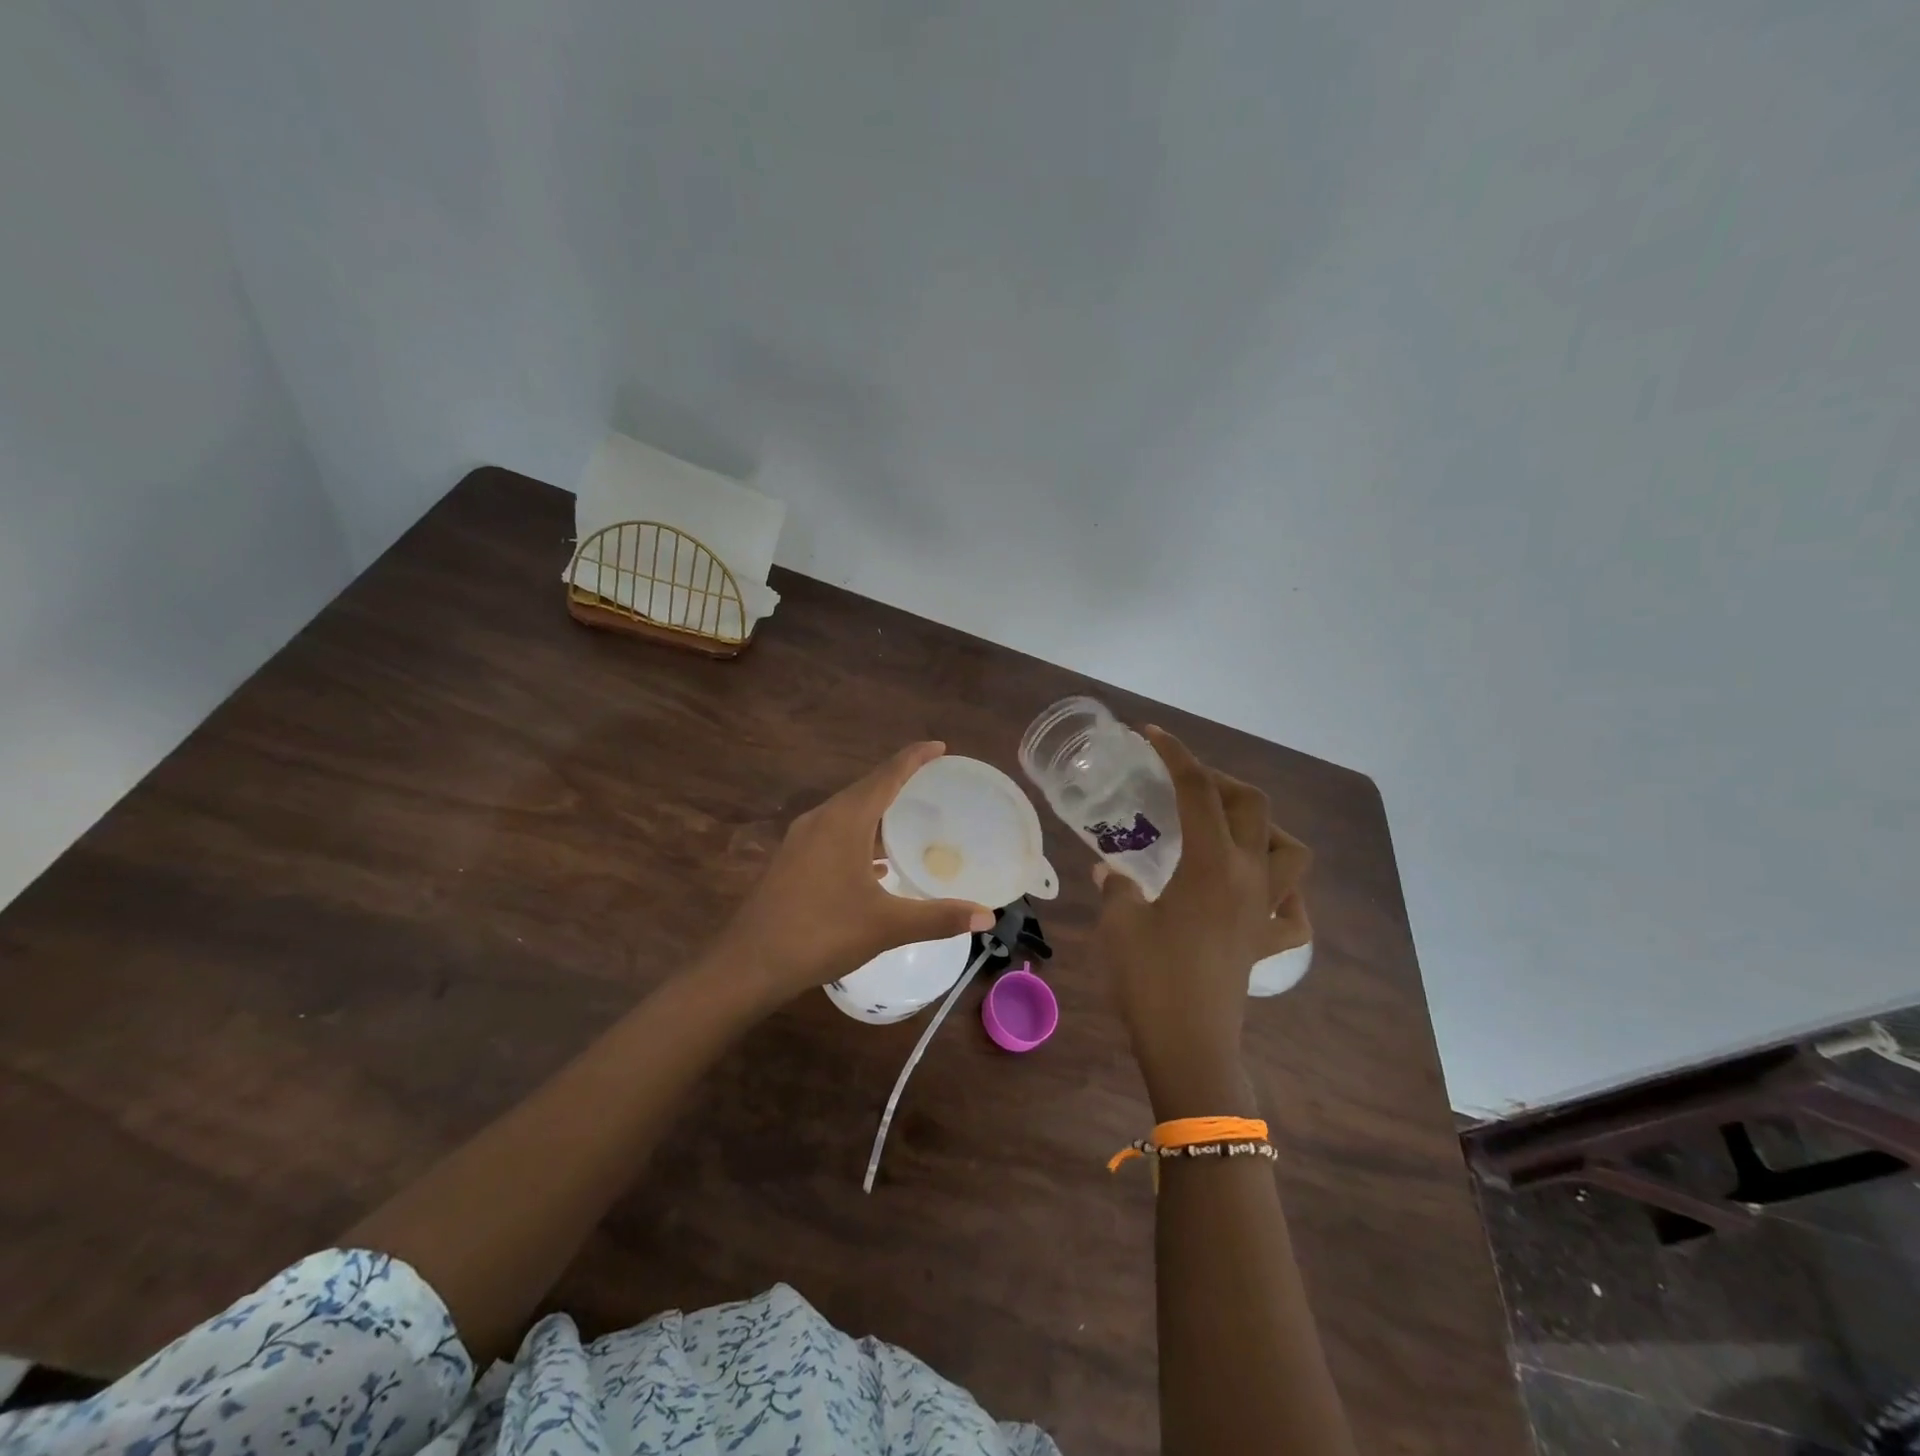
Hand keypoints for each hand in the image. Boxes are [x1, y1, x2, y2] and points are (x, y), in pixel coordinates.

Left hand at [714, 742, 995, 1004]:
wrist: (750, 963)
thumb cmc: (821, 933)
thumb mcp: (887, 925)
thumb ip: (939, 917)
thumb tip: (987, 916)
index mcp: (845, 820)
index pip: (887, 775)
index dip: (915, 758)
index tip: (940, 746)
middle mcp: (821, 819)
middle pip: (866, 788)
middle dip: (899, 781)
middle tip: (934, 782)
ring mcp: (801, 839)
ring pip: (847, 812)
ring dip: (878, 809)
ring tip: (909, 816)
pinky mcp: (791, 860)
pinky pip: (834, 833)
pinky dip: (860, 835)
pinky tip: (875, 861)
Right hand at [1093, 726, 1311, 1116]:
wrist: (1188, 1045)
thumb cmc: (1151, 978)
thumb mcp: (1119, 922)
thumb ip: (1117, 887)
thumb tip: (1109, 871)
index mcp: (1211, 863)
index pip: (1197, 791)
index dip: (1176, 755)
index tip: (1153, 736)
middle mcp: (1248, 878)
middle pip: (1253, 807)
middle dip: (1220, 781)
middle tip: (1187, 782)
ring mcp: (1264, 912)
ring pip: (1291, 853)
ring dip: (1265, 830)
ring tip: (1230, 830)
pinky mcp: (1266, 944)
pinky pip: (1292, 913)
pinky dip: (1283, 895)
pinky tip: (1259, 894)